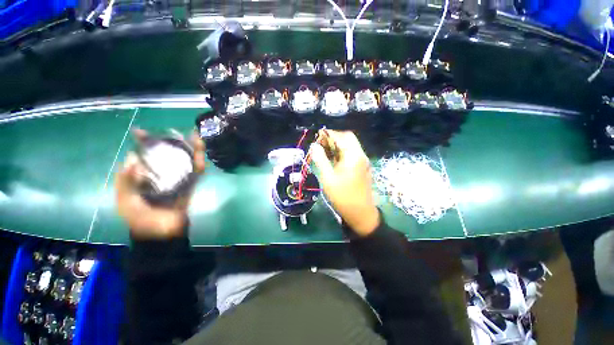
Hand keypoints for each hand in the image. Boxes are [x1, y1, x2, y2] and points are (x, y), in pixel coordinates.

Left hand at [115, 129, 205, 239]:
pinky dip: (199, 162)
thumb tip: (133, 158)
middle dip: (170, 143)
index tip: (141, 132)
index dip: (143, 144)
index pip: (143, 157)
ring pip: (184, 161)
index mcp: (143, 178)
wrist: (162, 234)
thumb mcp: (125, 201)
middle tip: (173, 131)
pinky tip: (201, 152)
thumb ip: (125, 181)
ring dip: (190, 149)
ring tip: (193, 136)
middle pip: (167, 156)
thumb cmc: (140, 218)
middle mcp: (161, 176)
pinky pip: (196, 172)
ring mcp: (177, 179)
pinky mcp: (190, 184)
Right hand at [310, 130, 379, 236]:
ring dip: (337, 146)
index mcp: (353, 156)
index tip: (317, 137)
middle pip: (348, 139)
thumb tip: (314, 146)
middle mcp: (360, 155)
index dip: (329, 134)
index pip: (342, 136)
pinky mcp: (362, 168)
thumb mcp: (327, 178)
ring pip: (350, 146)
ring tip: (324, 151)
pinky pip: (351, 155)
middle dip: (334, 138)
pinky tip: (333, 160)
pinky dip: (342, 153)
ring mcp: (363, 162)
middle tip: (321, 144)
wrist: (360, 213)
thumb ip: (320, 159)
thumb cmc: (343, 196)